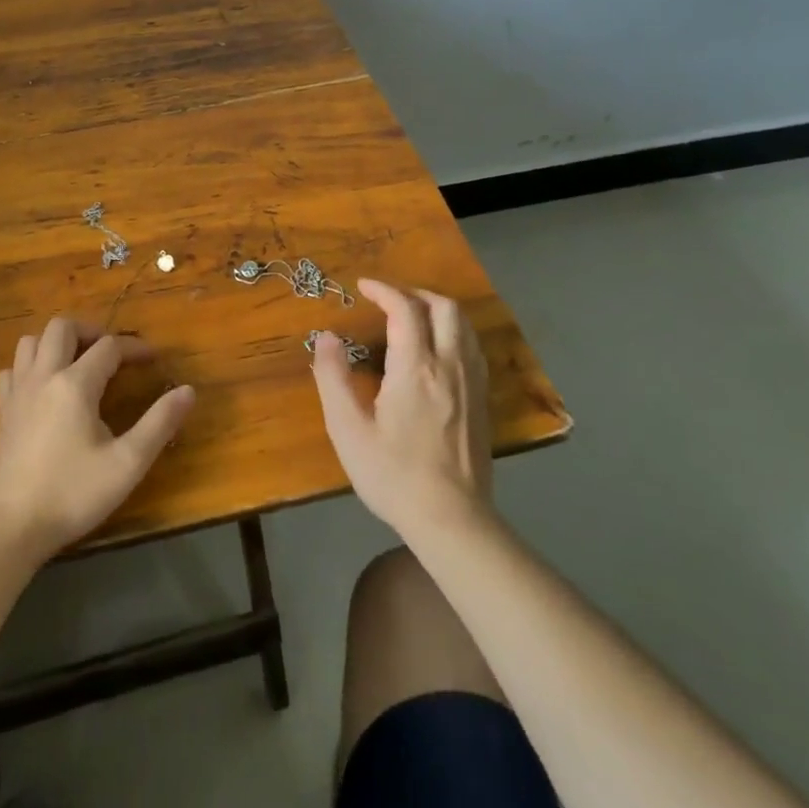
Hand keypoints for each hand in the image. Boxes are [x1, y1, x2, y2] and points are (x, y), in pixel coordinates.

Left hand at [0, 317, 195, 561]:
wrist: (12, 527)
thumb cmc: (73, 494)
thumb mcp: (127, 463)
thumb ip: (159, 423)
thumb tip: (188, 391)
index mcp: (75, 384)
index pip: (109, 347)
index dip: (134, 348)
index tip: (153, 359)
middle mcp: (44, 377)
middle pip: (62, 327)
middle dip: (90, 331)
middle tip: (111, 354)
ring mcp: (18, 392)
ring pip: (31, 341)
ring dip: (56, 343)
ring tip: (78, 362)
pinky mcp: (3, 412)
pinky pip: (12, 370)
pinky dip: (29, 366)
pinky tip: (43, 386)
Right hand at [311, 279, 493, 539]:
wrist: (452, 520)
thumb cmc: (393, 475)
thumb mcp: (348, 430)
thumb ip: (333, 378)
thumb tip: (325, 337)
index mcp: (416, 369)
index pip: (405, 309)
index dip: (383, 290)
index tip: (362, 287)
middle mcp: (450, 366)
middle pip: (444, 307)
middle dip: (415, 293)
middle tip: (388, 300)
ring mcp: (472, 383)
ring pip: (464, 325)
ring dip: (438, 309)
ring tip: (412, 317)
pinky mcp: (482, 401)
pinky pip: (473, 348)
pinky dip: (454, 332)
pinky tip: (438, 349)